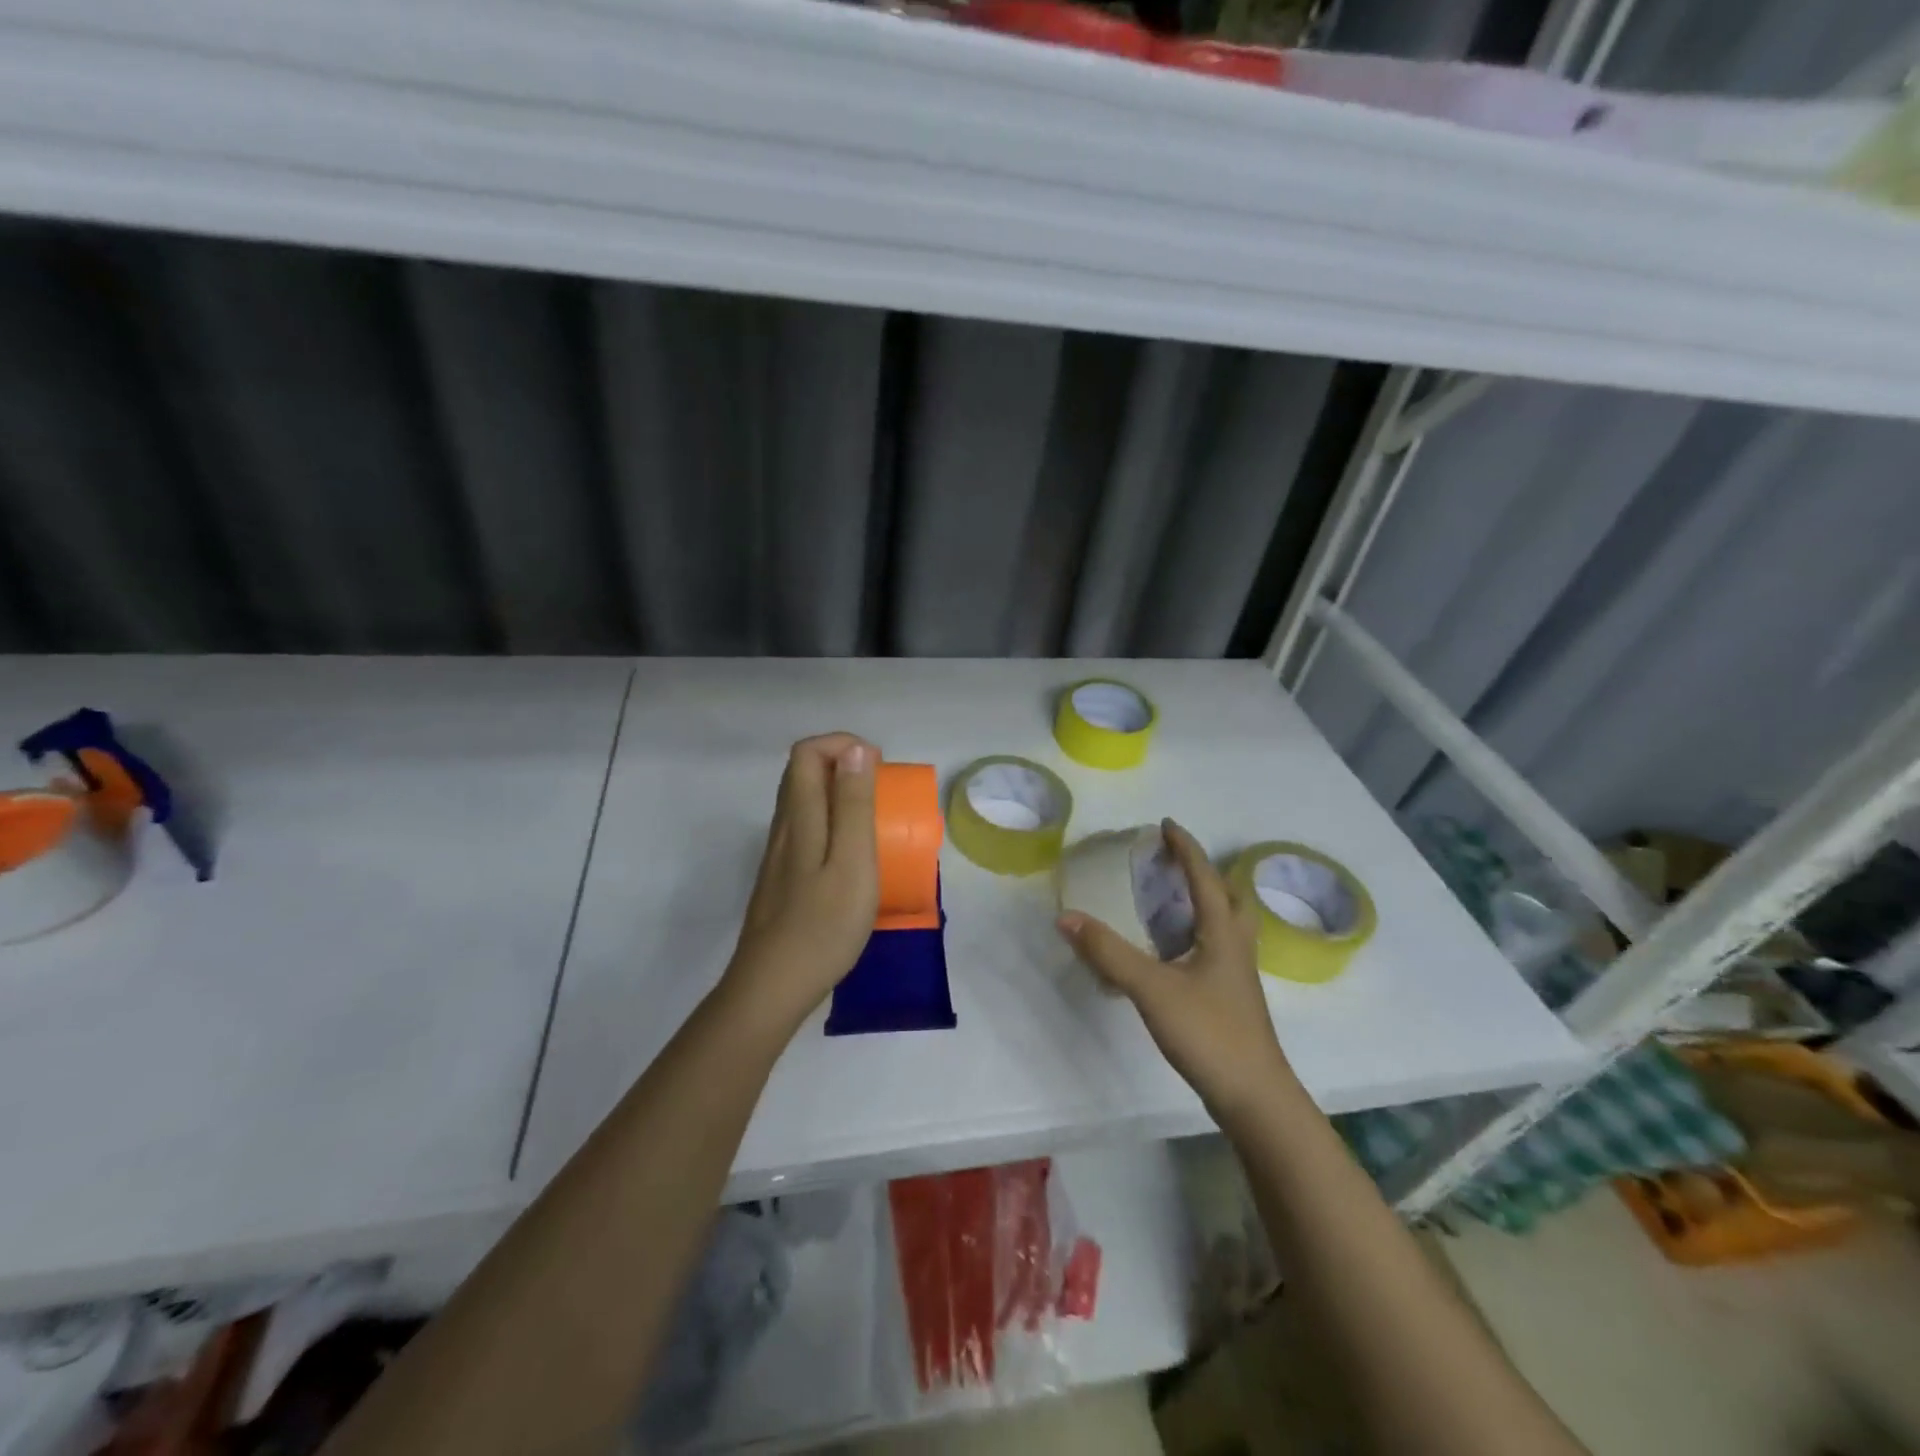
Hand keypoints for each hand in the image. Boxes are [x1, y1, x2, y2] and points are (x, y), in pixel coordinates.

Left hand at [723, 733, 879, 1032]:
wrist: (773, 987)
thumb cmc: (823, 925)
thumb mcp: (853, 862)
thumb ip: (854, 805)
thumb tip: (854, 749)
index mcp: (800, 817)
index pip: (806, 753)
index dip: (841, 744)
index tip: (877, 764)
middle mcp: (783, 828)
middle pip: (801, 774)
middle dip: (841, 764)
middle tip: (880, 788)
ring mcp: (778, 855)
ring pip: (802, 802)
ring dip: (837, 793)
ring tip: (873, 817)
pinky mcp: (780, 879)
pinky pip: (804, 830)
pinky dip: (831, 822)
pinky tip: (851, 855)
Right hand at [1057, 819, 1293, 1117]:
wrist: (1254, 1097)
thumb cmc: (1209, 1033)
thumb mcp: (1152, 988)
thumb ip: (1108, 953)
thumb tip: (1066, 917)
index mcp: (1223, 933)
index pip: (1205, 877)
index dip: (1186, 848)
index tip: (1166, 825)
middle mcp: (1236, 947)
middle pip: (1229, 897)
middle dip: (1204, 873)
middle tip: (1173, 865)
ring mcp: (1238, 976)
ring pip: (1227, 925)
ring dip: (1204, 903)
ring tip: (1171, 901)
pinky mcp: (1232, 999)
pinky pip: (1217, 949)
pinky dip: (1197, 935)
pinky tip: (1174, 953)